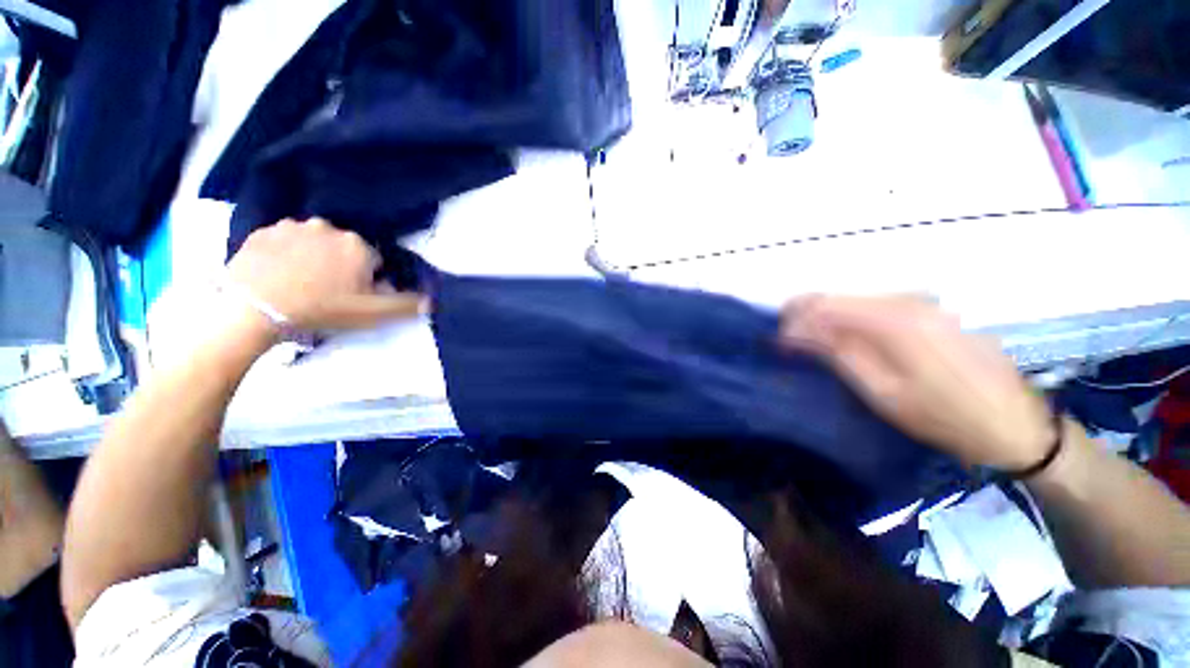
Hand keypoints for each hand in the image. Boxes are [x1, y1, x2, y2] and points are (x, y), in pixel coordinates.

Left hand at [227, 218, 425, 332]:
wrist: (253, 310)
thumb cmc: (320, 310)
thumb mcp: (371, 314)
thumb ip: (405, 306)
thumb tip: (432, 301)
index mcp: (357, 245)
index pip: (372, 261)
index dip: (365, 281)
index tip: (351, 297)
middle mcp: (328, 228)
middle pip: (343, 250)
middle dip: (341, 267)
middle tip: (326, 293)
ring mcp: (292, 227)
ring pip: (314, 243)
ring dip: (313, 258)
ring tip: (299, 284)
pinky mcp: (262, 232)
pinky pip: (284, 241)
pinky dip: (285, 254)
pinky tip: (278, 274)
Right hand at [780, 295, 1054, 469]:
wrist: (1015, 424)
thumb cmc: (944, 416)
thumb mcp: (881, 391)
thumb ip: (836, 352)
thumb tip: (795, 331)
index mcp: (895, 320)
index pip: (824, 304)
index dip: (794, 318)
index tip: (777, 340)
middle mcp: (909, 300)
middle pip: (839, 298)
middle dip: (807, 317)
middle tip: (790, 344)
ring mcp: (924, 302)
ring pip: (854, 301)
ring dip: (828, 320)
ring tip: (812, 345)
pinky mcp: (931, 311)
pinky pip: (876, 307)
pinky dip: (852, 321)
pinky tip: (847, 341)